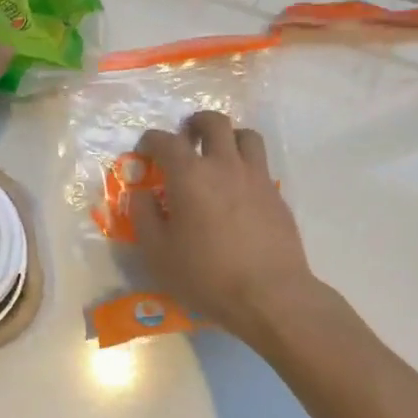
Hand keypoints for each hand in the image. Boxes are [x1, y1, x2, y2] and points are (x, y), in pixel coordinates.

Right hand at [129, 111, 321, 346]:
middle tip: (187, 138)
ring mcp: (256, 177)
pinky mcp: (276, 195)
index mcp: (189, 175)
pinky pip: (260, 165)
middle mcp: (224, 165)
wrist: (270, 295)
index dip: (151, 140)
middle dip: (196, 123)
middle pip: (214, 123)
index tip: (145, 148)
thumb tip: (140, 194)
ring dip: (229, 137)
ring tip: (219, 155)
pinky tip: (239, 190)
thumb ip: (144, 217)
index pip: (166, 141)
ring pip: (246, 135)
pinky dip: (246, 166)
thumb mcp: (158, 253)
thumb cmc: (206, 275)